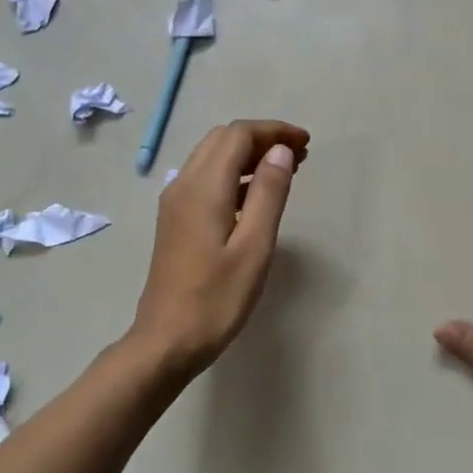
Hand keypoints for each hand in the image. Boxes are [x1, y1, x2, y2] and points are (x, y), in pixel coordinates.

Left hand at [130, 119, 309, 375]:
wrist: (167, 341)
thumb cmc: (216, 299)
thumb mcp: (254, 246)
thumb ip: (268, 193)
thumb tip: (280, 150)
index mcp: (204, 188)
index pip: (238, 135)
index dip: (274, 131)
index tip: (306, 143)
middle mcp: (184, 185)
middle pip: (223, 140)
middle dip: (262, 139)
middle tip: (299, 155)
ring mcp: (176, 203)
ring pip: (213, 157)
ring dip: (248, 154)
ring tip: (286, 170)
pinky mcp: (176, 220)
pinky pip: (206, 179)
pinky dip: (235, 174)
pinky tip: (257, 195)